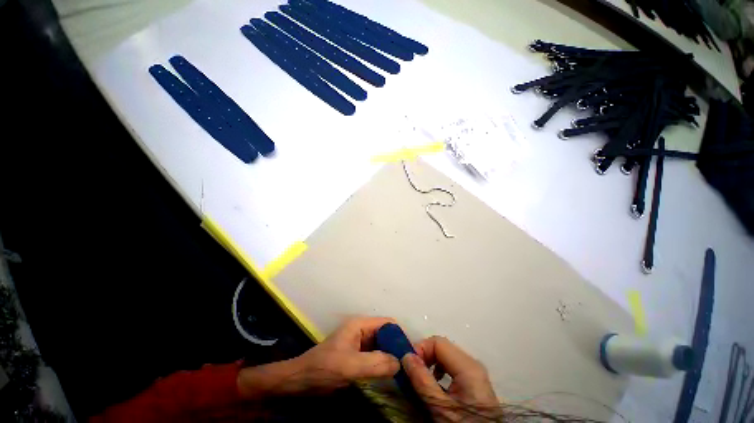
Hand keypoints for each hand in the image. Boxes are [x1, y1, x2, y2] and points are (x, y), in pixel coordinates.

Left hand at [293, 316, 400, 391]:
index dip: (400, 335)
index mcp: (360, 324)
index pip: (388, 323)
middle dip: (397, 348)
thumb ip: (376, 363)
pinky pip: (375, 357)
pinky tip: (391, 376)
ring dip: (391, 357)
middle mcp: (361, 330)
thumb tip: (401, 362)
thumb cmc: (323, 369)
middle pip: (386, 335)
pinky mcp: (356, 356)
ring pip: (381, 347)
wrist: (299, 382)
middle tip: (410, 367)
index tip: (411, 354)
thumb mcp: (350, 366)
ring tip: (405, 372)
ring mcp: (358, 343)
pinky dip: (383, 364)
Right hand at [402, 336, 500, 421]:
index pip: (438, 342)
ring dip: (430, 362)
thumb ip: (422, 380)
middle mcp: (472, 363)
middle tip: (411, 371)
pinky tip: (434, 384)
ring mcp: (474, 371)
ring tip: (420, 377)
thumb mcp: (440, 407)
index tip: (407, 364)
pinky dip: (439, 370)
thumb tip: (406, 356)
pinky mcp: (473, 380)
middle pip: (442, 347)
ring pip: (446, 355)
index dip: (420, 348)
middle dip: (424, 355)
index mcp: (467, 366)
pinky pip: (452, 365)